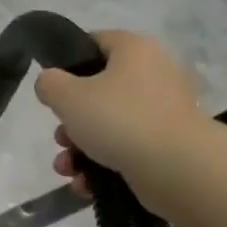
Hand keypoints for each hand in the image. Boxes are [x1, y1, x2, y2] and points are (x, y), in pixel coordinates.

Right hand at [34, 31, 205, 217]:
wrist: (176, 167)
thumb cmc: (119, 120)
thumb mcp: (69, 97)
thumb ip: (50, 84)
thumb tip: (50, 82)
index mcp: (134, 50)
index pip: (96, 42)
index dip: (69, 62)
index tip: (52, 88)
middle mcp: (154, 75)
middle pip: (100, 91)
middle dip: (72, 121)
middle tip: (60, 138)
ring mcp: (163, 112)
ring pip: (111, 126)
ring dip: (81, 149)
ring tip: (67, 169)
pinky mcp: (167, 145)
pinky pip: (127, 150)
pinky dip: (103, 166)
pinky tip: (86, 185)